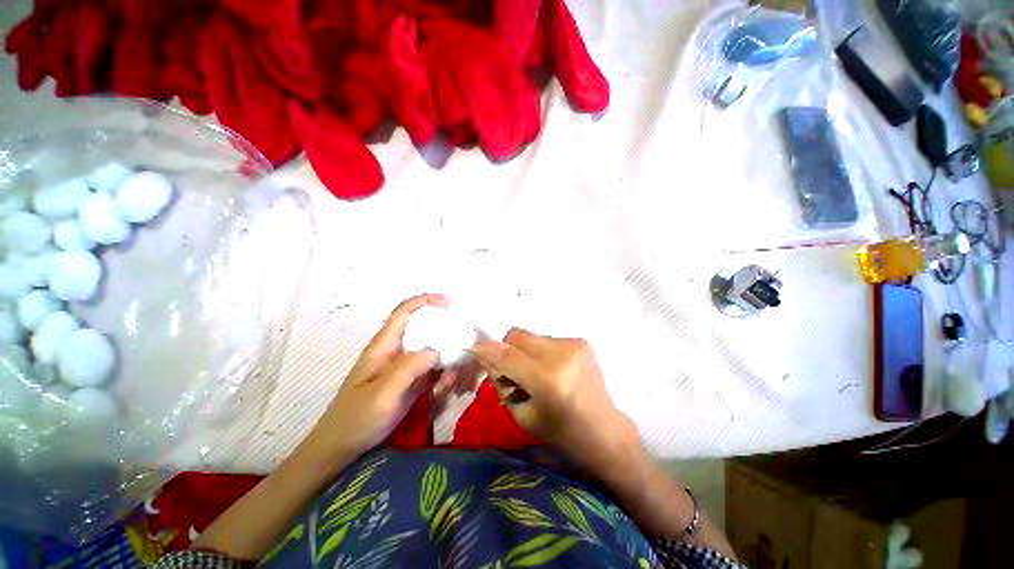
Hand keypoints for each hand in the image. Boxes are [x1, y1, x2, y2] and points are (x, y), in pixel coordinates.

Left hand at [310, 294, 447, 459]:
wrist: (342, 449)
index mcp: (385, 345)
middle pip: (426, 330)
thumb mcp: (382, 393)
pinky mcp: (411, 382)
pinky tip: (443, 390)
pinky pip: (434, 371)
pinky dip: (443, 376)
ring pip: (433, 352)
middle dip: (446, 335)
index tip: (450, 304)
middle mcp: (397, 351)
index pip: (405, 312)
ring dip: (447, 362)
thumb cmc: (356, 418)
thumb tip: (437, 350)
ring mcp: (405, 368)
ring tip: (450, 381)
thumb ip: (409, 367)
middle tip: (462, 347)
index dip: (426, 301)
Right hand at [472, 329, 642, 479]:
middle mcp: (561, 354)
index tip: (474, 345)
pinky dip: (540, 351)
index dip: (487, 349)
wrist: (605, 431)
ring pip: (531, 336)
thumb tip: (487, 356)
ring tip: (534, 373)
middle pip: (517, 335)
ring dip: (524, 351)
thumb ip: (502, 382)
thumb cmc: (562, 433)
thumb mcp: (523, 415)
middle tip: (509, 368)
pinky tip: (551, 369)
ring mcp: (574, 344)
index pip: (507, 355)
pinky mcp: (581, 341)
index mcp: (547, 379)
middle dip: (506, 348)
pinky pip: (547, 339)